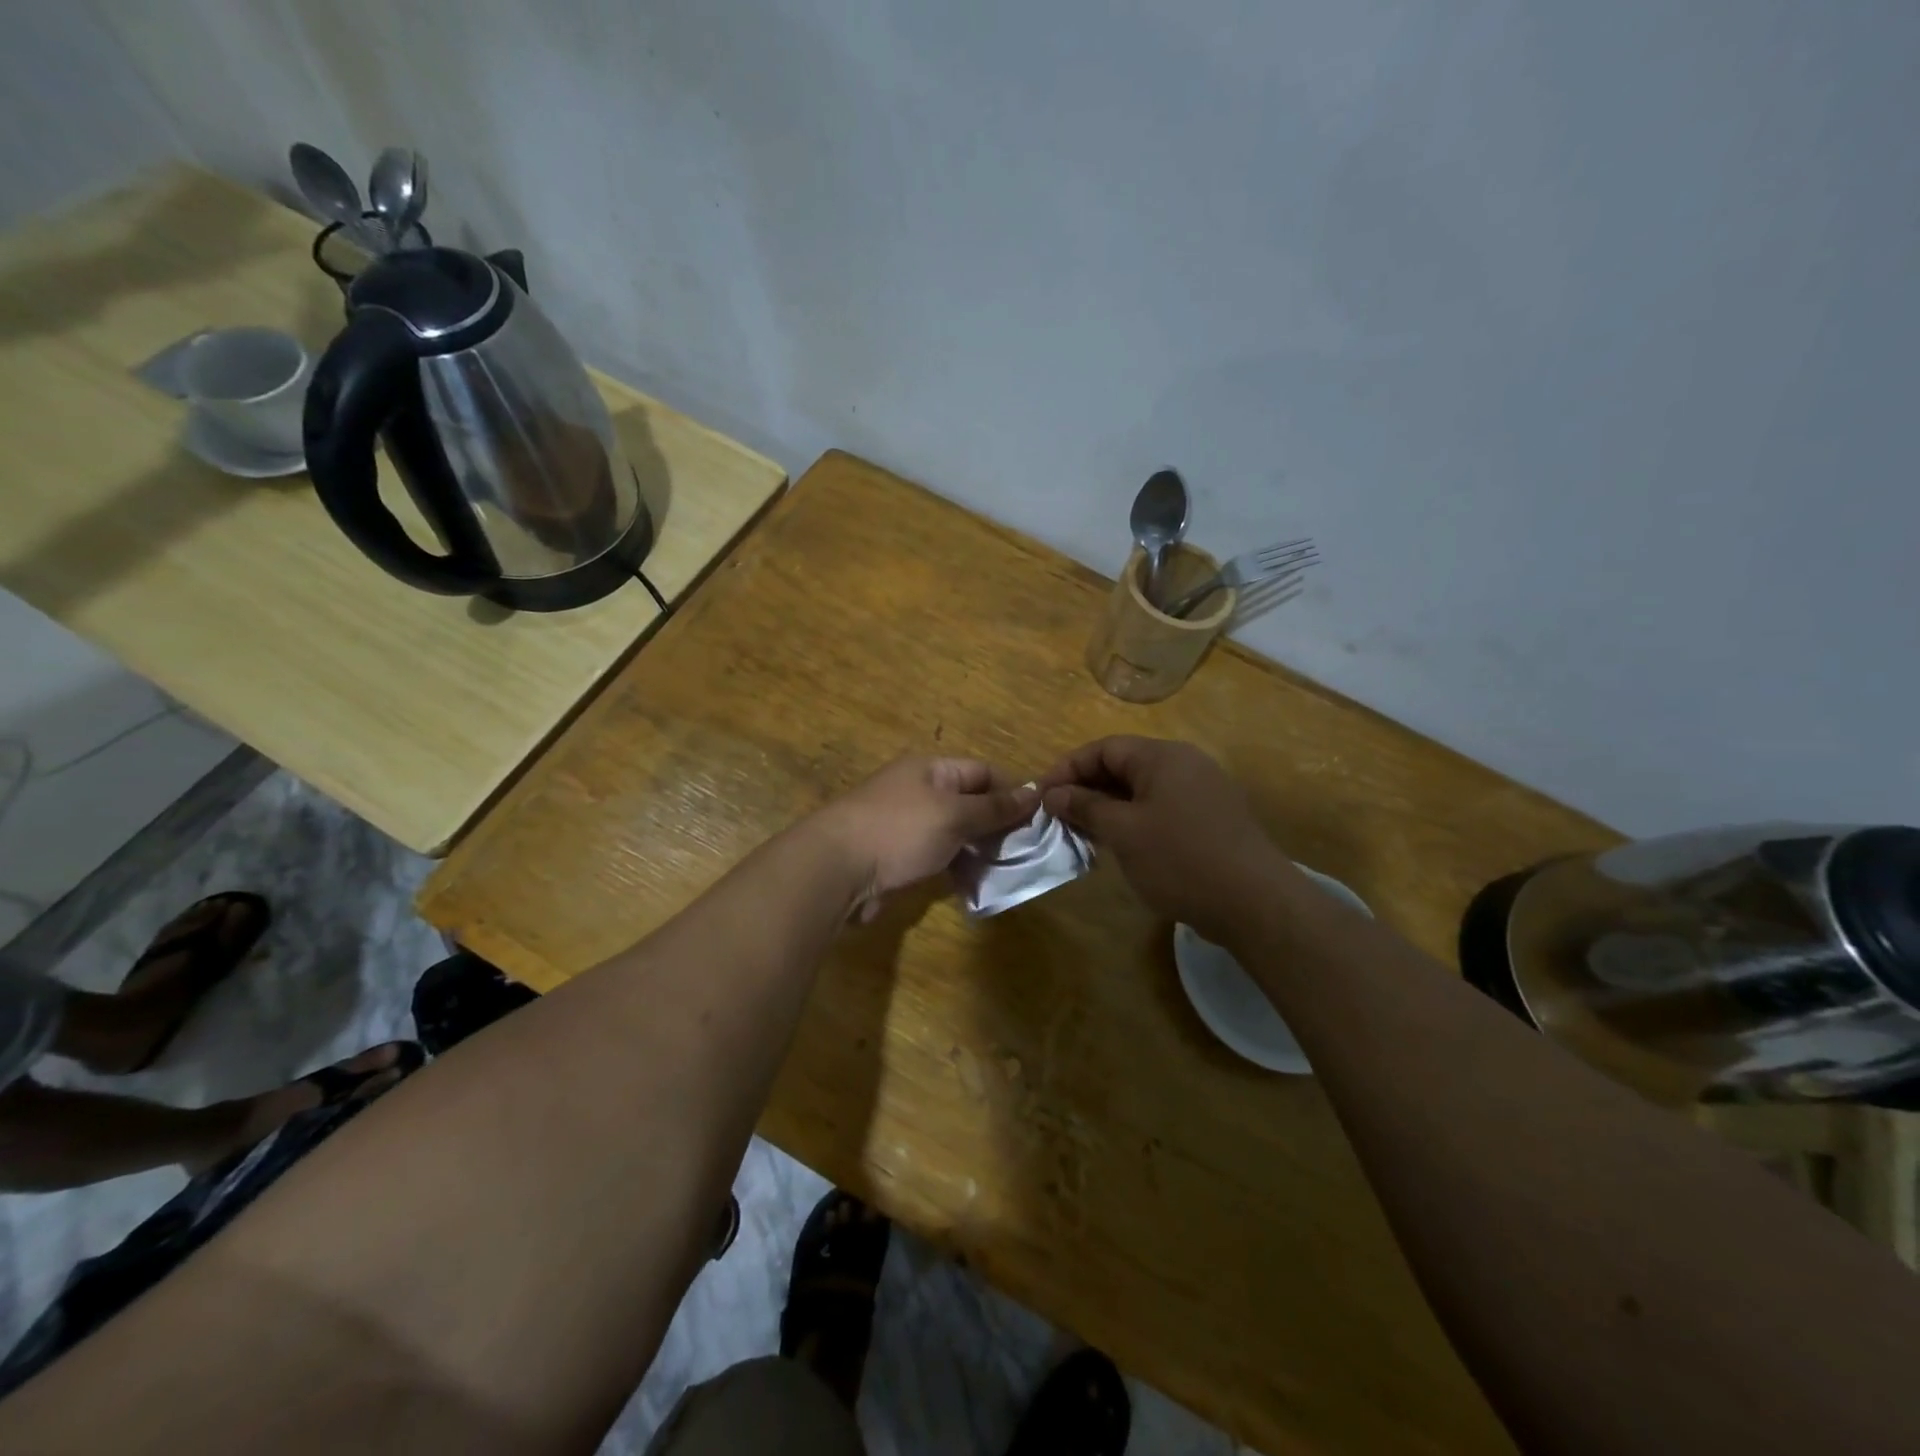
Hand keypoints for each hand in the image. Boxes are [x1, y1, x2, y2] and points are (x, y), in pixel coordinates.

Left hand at [814, 757, 1036, 918]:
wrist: (835, 870)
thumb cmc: (899, 831)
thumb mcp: (954, 815)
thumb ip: (994, 808)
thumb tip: (1034, 791)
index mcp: (930, 770)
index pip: (982, 772)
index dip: (1012, 792)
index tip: (1039, 820)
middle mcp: (918, 791)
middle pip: (969, 803)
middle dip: (997, 825)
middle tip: (1027, 851)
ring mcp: (905, 825)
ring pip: (954, 833)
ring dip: (978, 850)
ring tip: (1007, 870)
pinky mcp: (896, 857)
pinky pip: (936, 856)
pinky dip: (956, 867)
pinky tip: (975, 884)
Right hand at [1037, 736, 1301, 941]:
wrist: (1255, 903)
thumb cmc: (1180, 859)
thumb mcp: (1123, 832)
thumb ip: (1086, 806)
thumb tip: (1054, 793)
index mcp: (1163, 756)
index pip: (1104, 748)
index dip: (1068, 769)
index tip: (1042, 796)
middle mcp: (1185, 764)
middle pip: (1124, 765)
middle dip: (1087, 789)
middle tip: (1059, 817)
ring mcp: (1203, 791)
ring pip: (1143, 789)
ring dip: (1109, 807)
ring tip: (1084, 833)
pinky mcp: (1212, 819)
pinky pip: (1162, 808)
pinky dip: (1135, 820)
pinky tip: (1121, 846)